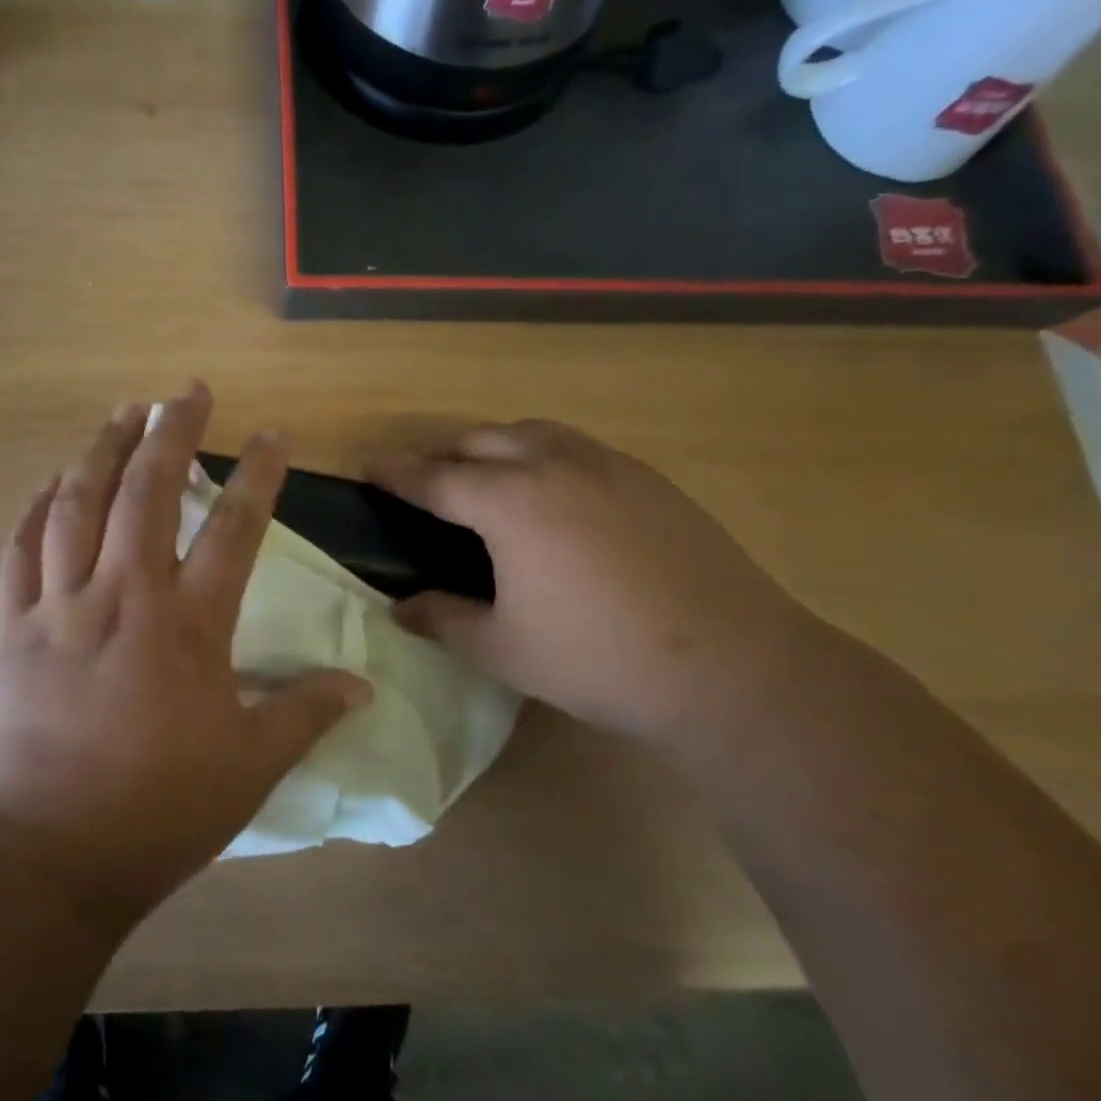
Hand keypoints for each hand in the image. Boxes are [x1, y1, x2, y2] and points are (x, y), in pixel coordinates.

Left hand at [0, 384, 369, 920]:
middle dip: (171, 432)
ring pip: (77, 505)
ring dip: (102, 450)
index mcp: (187, 627)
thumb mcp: (250, 767)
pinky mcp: (14, 628)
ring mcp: (60, 607)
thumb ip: (305, 714)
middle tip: (186, 390)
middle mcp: (123, 597)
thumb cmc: (158, 811)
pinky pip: (21, 551)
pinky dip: (35, 508)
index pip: (234, 531)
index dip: (258, 476)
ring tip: (123, 411)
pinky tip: (50, 481)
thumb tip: (362, 686)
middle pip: (147, 493)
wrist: (46, 856)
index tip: (272, 434)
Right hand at [370, 421, 831, 743]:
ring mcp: (608, 466)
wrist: (731, 667)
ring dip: (496, 446)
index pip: (435, 478)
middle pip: (481, 441)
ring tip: (486, 477)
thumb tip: (401, 609)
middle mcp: (554, 465)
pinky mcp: (649, 479)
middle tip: (425, 480)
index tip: (369, 464)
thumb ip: (444, 620)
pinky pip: (577, 448)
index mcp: (510, 502)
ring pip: (533, 432)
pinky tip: (554, 493)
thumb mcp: (504, 649)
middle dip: (444, 455)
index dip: (396, 471)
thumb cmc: (599, 659)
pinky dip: (544, 454)